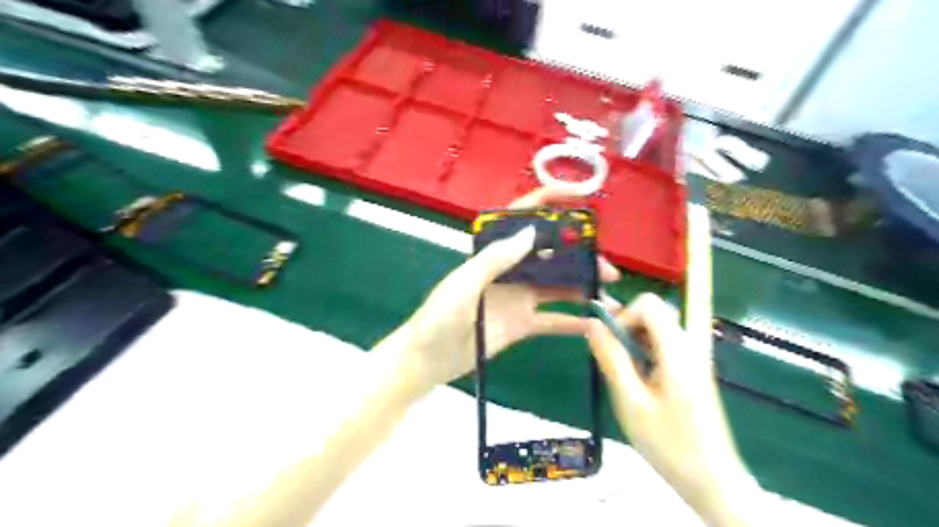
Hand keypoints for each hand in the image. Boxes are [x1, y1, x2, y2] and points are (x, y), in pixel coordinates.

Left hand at [377, 187, 620, 392]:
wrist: (427, 360)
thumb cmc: (439, 318)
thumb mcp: (464, 285)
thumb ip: (495, 259)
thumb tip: (531, 232)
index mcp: (493, 254)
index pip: (523, 220)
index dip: (549, 204)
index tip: (581, 198)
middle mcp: (510, 271)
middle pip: (551, 256)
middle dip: (580, 257)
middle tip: (607, 269)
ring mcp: (519, 298)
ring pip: (558, 286)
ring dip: (583, 288)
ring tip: (610, 295)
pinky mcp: (523, 324)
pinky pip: (553, 320)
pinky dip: (573, 322)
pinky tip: (595, 324)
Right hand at [588, 294, 758, 523]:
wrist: (711, 480)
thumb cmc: (668, 443)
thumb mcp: (630, 401)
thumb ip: (611, 358)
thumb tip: (592, 324)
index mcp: (677, 349)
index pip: (649, 304)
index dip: (624, 316)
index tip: (611, 345)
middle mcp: (689, 345)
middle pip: (652, 314)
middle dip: (626, 330)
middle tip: (614, 363)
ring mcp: (693, 358)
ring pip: (655, 330)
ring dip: (633, 344)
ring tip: (625, 378)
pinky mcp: (692, 370)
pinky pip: (662, 347)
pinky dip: (644, 355)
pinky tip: (640, 385)